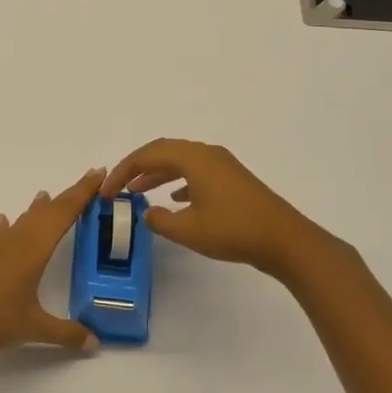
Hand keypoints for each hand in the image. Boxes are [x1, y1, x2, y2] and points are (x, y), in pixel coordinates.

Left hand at [0, 169, 105, 365]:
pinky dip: (6, 226)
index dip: (82, 193)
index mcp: (34, 249)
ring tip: (44, 195)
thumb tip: (95, 344)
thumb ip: (66, 333)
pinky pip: (0, 235)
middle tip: (87, 181)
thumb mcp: (33, 328)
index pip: (64, 213)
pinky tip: (2, 221)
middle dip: (67, 197)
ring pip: (22, 221)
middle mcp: (16, 241)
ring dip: (36, 209)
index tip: (98, 174)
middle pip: (46, 212)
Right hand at [103, 138, 341, 279]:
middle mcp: (207, 153)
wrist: (285, 240)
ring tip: (138, 192)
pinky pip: (196, 172)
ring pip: (180, 161)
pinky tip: (174, 200)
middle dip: (137, 168)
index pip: (147, 155)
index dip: (123, 171)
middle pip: (163, 152)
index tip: (106, 190)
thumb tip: (146, 212)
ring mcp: (222, 165)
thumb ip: (159, 220)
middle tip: (118, 186)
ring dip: (157, 174)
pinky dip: (178, 181)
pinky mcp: (232, 180)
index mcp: (194, 158)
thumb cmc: (233, 230)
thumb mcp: (188, 230)